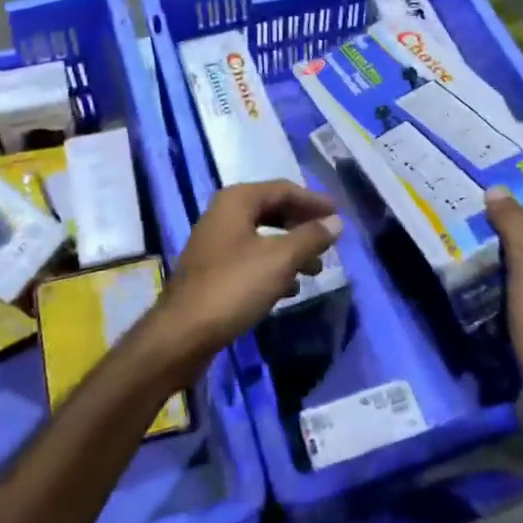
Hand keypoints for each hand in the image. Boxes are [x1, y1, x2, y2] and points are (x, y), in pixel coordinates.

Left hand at [151, 182, 341, 376]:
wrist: (183, 333)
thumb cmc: (234, 287)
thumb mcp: (280, 260)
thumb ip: (310, 237)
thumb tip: (336, 222)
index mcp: (237, 200)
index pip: (284, 189)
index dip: (314, 201)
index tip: (340, 215)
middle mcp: (224, 214)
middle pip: (272, 210)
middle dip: (302, 225)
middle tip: (329, 241)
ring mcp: (216, 243)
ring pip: (263, 237)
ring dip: (291, 249)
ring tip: (316, 269)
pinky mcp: (213, 271)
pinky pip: (251, 259)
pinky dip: (274, 267)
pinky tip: (291, 288)